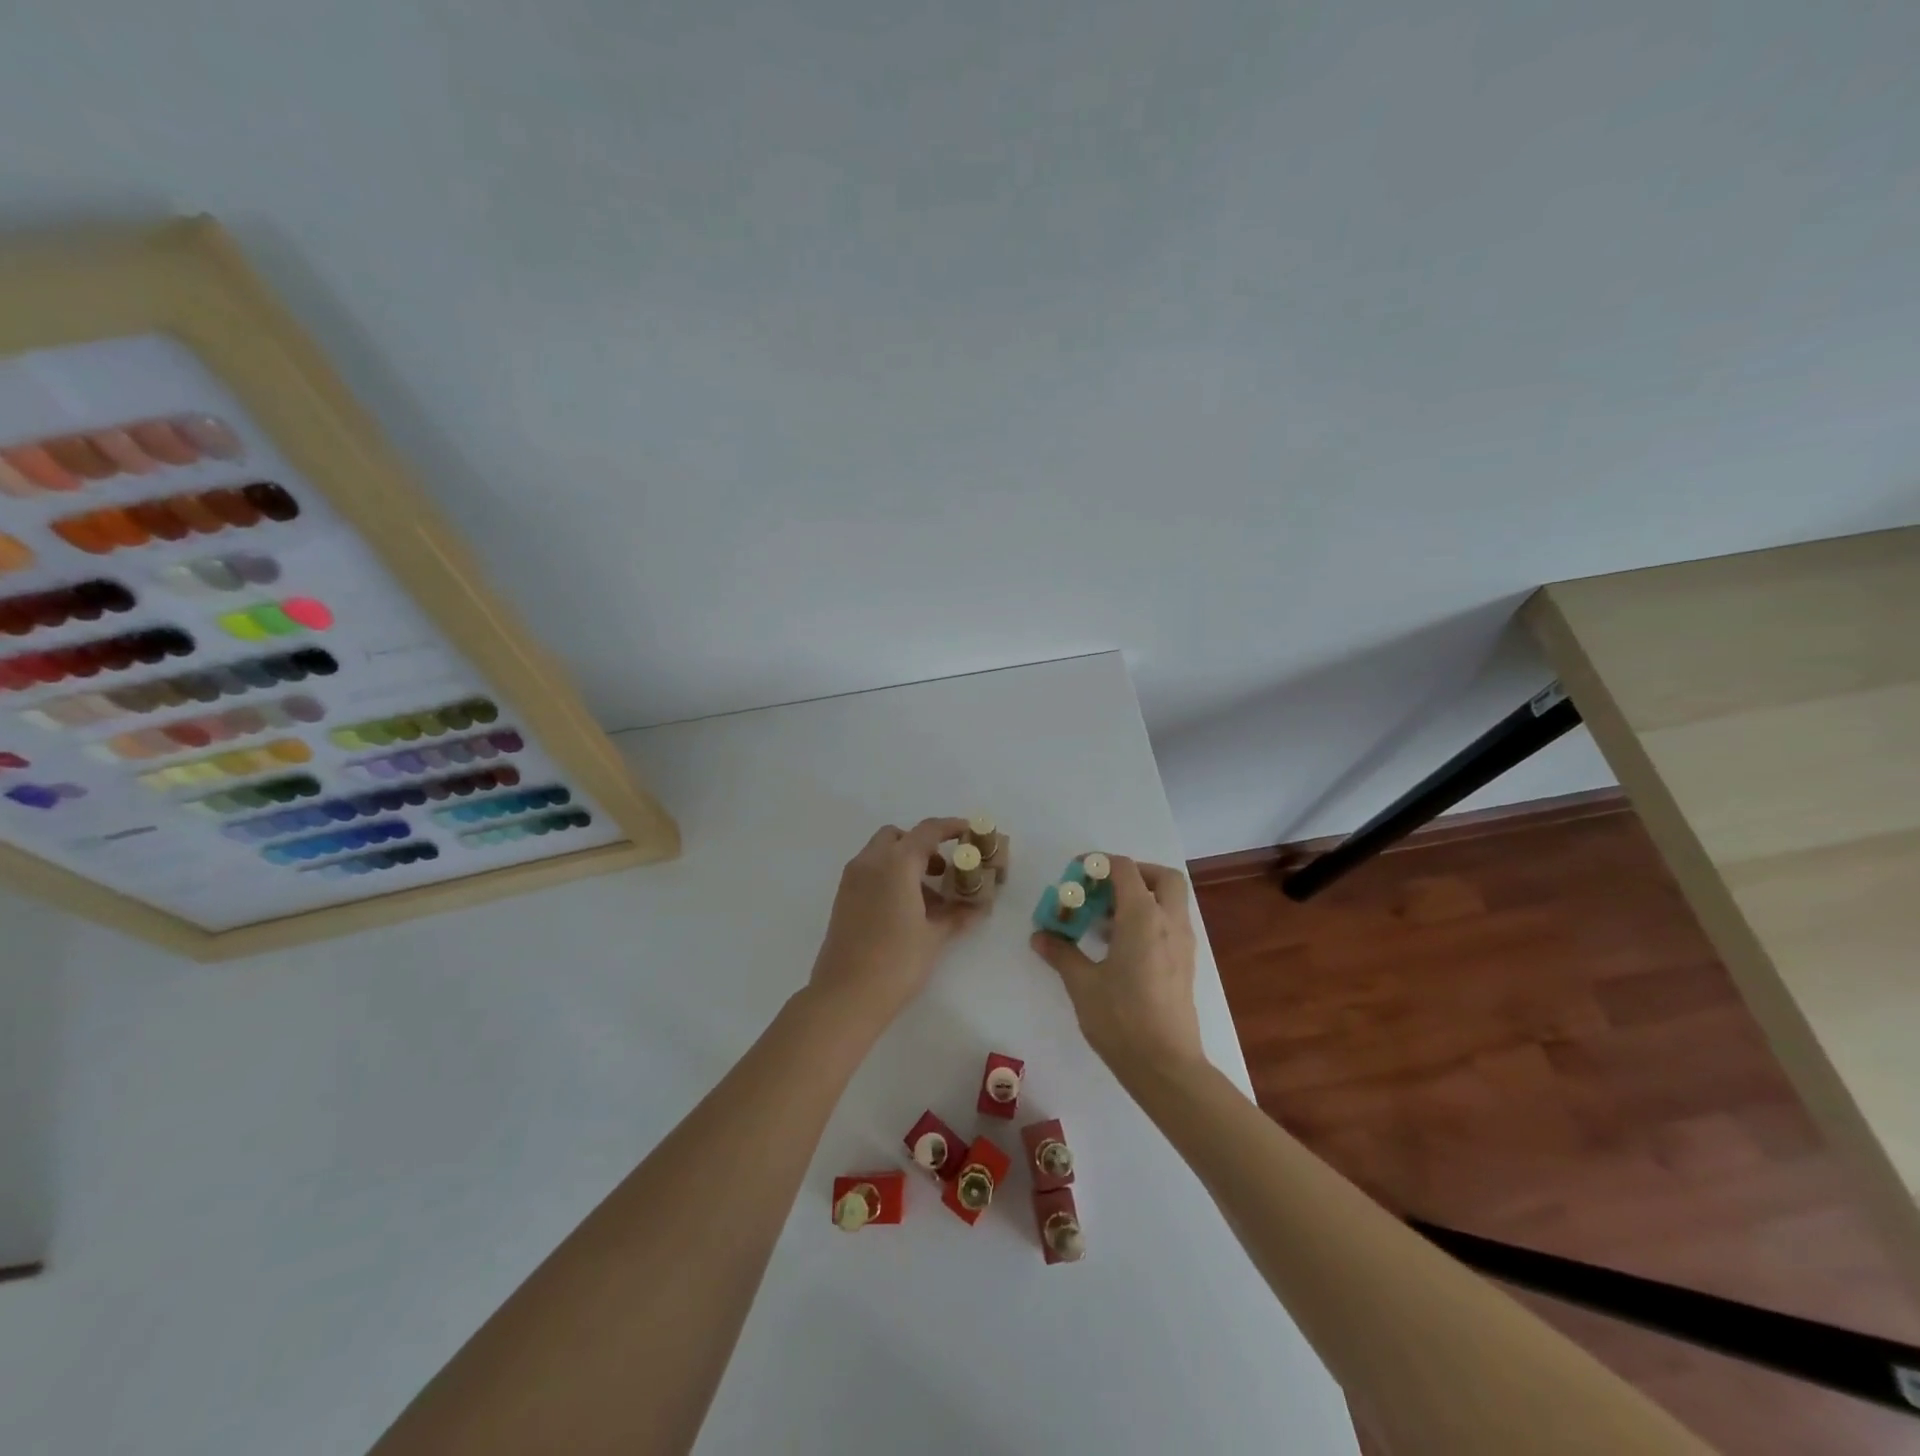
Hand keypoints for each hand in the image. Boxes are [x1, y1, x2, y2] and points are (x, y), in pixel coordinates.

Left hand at [809, 818, 983, 1029]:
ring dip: (905, 862)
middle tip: (943, 870)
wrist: (845, 995)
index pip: (927, 831)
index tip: (968, 831)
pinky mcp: (843, 898)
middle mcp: (870, 862)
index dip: (950, 827)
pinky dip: (889, 876)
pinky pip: (869, 872)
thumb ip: (957, 915)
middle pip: (898, 837)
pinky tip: (905, 909)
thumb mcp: (934, 937)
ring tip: (928, 897)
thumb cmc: (896, 962)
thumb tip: (978, 907)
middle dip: (922, 845)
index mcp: (896, 863)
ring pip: (881, 854)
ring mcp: (852, 879)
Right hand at [1030, 856, 1204, 1077]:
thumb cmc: (1122, 1019)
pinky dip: (1149, 920)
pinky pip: (1170, 925)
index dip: (1099, 863)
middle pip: (1162, 877)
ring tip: (1103, 921)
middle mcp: (1169, 923)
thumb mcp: (1082, 984)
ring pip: (1170, 901)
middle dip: (1134, 873)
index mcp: (1144, 918)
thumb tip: (1040, 937)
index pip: (1125, 870)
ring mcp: (1183, 945)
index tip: (1076, 872)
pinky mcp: (1185, 965)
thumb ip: (1062, 953)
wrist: (1167, 1067)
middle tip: (1104, 889)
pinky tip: (1119, 947)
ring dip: (1141, 898)